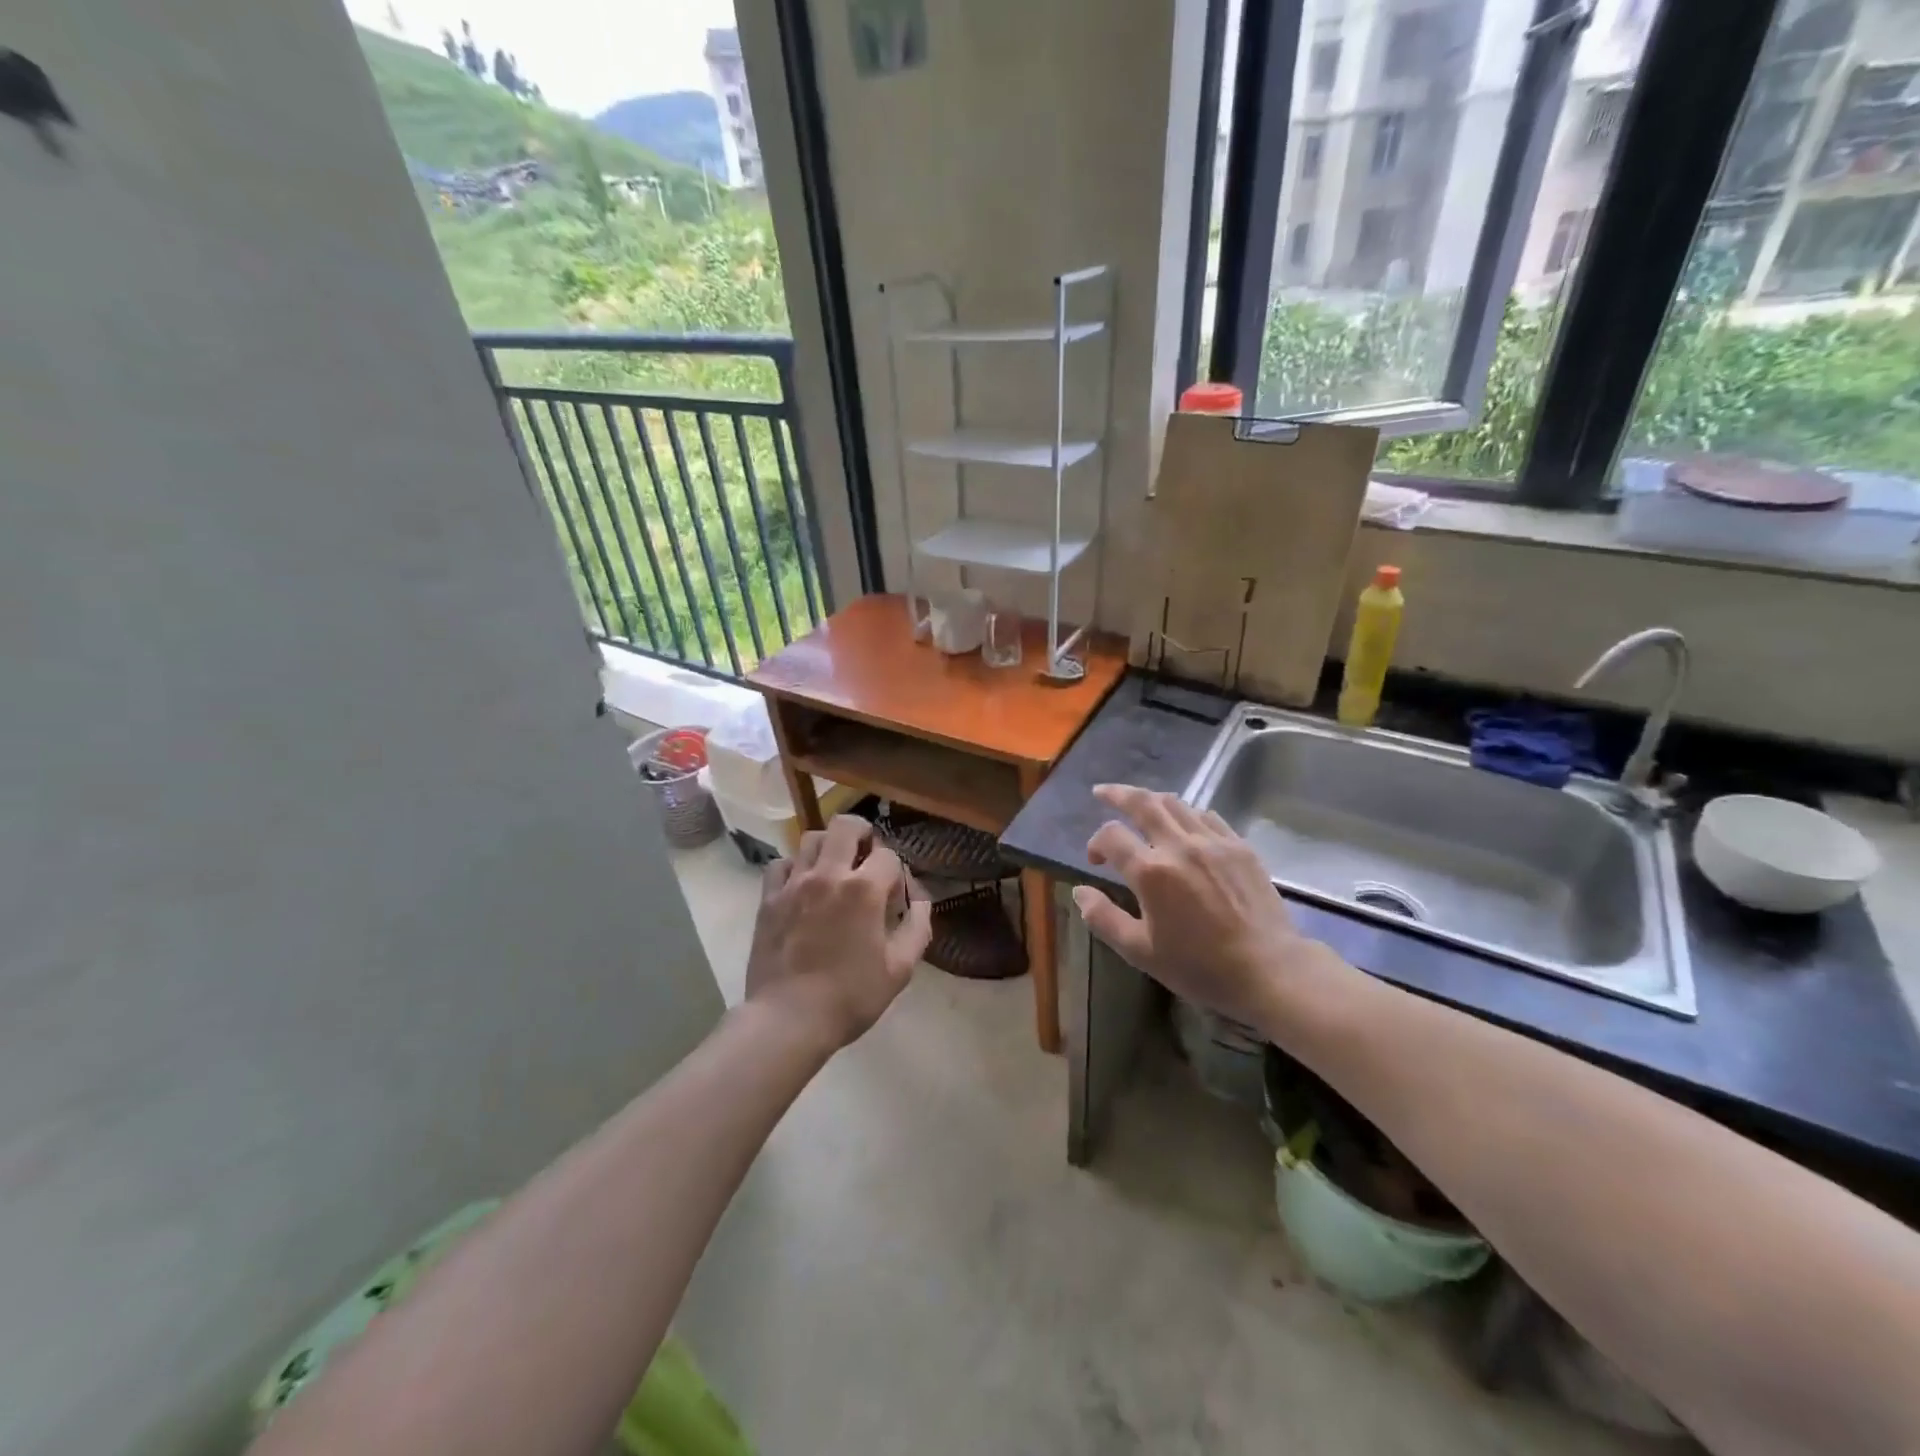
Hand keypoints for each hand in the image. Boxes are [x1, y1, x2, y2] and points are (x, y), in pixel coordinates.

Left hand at [745, 815, 931, 1050]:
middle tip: (867, 857)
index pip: (888, 855)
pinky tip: (803, 885)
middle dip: (864, 834)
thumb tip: (922, 902)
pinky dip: (795, 866)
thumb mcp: (900, 969)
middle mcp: (829, 874)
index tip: (895, 899)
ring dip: (829, 846)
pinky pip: (781, 863)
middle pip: (846, 826)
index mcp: (864, 889)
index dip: (897, 873)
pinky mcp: (768, 898)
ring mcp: (794, 883)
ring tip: (835, 869)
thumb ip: (917, 927)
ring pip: (811, 838)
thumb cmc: (850, 996)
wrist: (789, 1019)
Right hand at [1073, 784, 1343, 1029]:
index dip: (1096, 843)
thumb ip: (1104, 918)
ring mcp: (1213, 842)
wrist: (1268, 970)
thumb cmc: (1199, 966)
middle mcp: (1179, 846)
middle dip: (1117, 794)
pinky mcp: (1240, 846)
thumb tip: (1079, 892)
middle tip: (1102, 791)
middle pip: (1142, 803)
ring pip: (1175, 803)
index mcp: (1150, 872)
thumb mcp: (1140, 952)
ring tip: (1140, 803)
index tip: (1095, 859)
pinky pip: (1207, 816)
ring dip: (1151, 799)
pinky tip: (1184, 823)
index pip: (1111, 836)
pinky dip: (1187, 813)